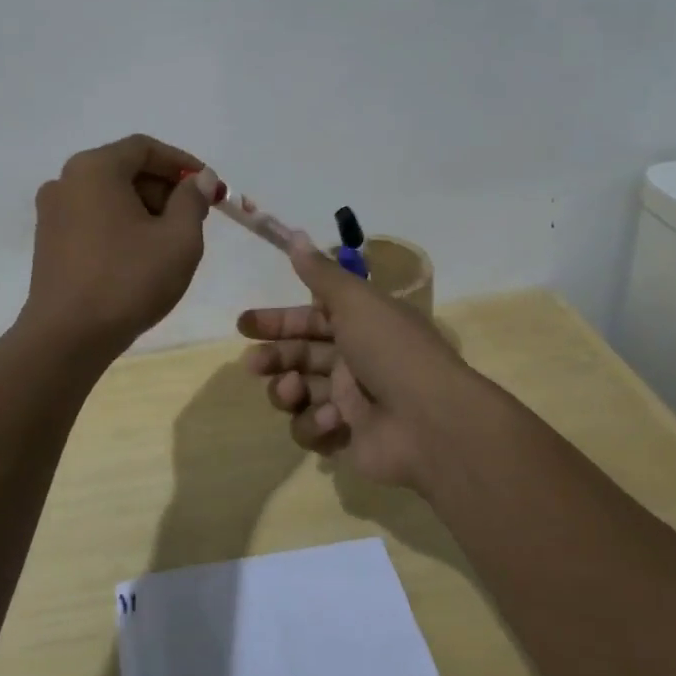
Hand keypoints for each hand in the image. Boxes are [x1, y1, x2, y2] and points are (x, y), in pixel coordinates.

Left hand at [21, 134, 209, 357]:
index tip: (209, 187)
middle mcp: (66, 181)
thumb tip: (200, 179)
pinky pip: (93, 218)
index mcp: (95, 168)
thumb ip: (193, 200)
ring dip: (145, 209)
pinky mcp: (48, 241)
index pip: (145, 148)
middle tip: (195, 217)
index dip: (182, 163)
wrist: (67, 337)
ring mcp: (52, 212)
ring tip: (171, 242)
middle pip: (125, 169)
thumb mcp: (178, 239)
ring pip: (109, 196)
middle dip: (164, 188)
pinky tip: (140, 256)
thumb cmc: (128, 280)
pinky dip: (121, 225)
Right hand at [238, 237, 484, 494]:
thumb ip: (321, 273)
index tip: (244, 324)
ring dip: (288, 390)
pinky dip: (315, 424)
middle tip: (253, 363)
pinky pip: (312, 430)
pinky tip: (333, 420)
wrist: (431, 422)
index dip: (277, 321)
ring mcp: (350, 403)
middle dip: (273, 358)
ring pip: (299, 393)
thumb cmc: (392, 351)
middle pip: (299, 356)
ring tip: (294, 389)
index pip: (310, 319)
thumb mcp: (356, 301)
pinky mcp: (346, 439)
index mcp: (360, 326)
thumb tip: (295, 236)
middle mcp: (354, 361)